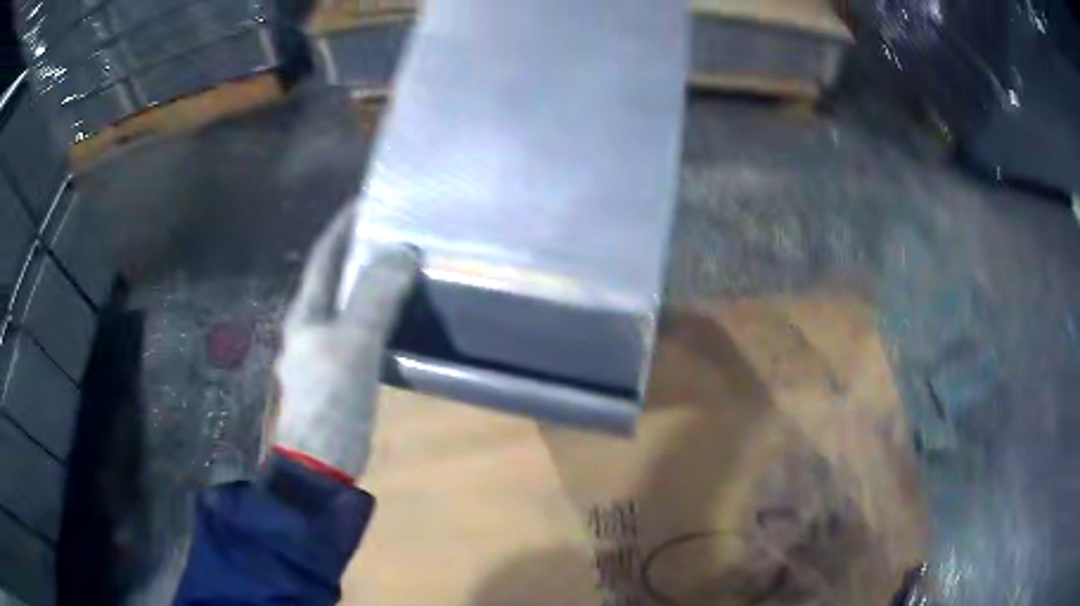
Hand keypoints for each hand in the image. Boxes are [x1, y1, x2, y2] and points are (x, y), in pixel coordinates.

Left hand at [272, 204, 417, 479]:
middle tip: (395, 230)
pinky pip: (359, 330)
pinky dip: (377, 314)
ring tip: (403, 265)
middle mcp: (309, 325)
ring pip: (347, 304)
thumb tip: (402, 250)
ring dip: (370, 282)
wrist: (321, 463)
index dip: (343, 225)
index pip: (324, 255)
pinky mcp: (338, 373)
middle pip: (334, 277)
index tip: (369, 199)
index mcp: (305, 312)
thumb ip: (374, 297)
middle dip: (359, 250)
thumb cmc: (330, 401)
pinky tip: (399, 315)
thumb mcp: (353, 345)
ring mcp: (322, 351)